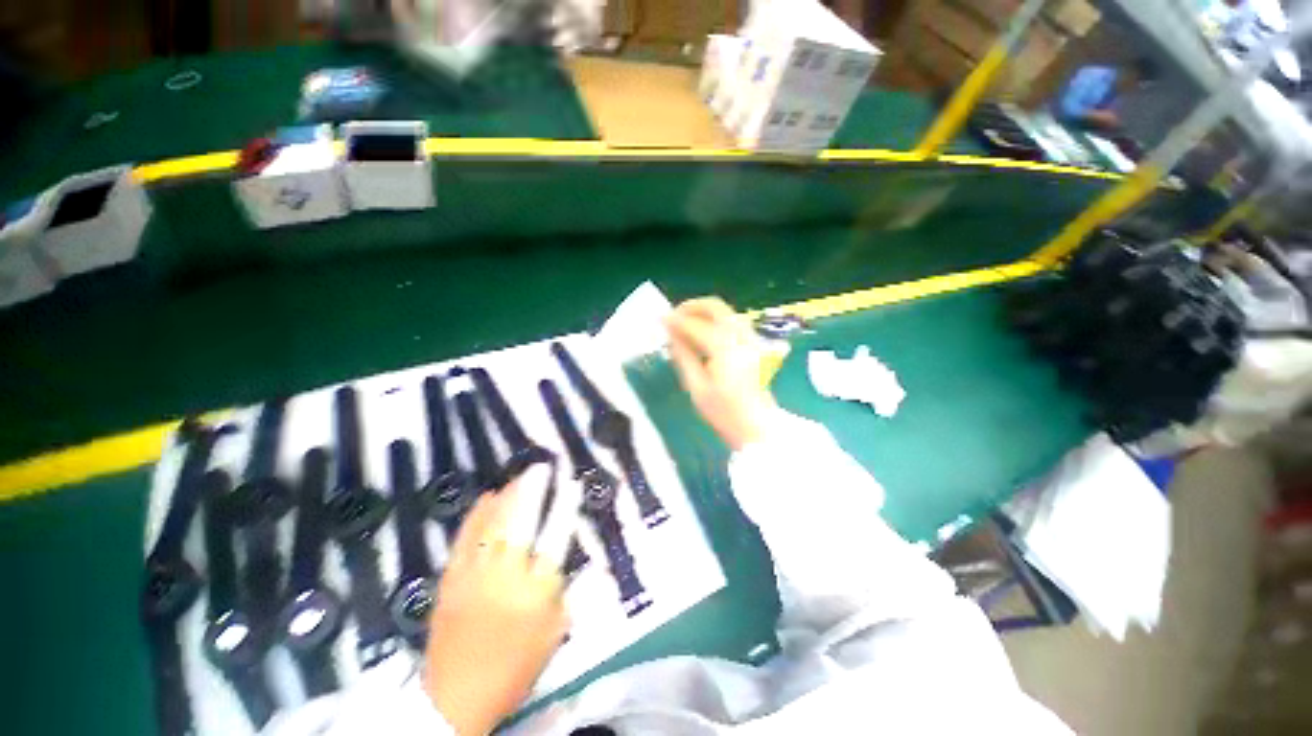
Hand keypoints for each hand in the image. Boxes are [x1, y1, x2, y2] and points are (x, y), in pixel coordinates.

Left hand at [423, 464, 580, 734]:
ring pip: (492, 524)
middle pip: (521, 522)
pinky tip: (488, 497)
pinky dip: (477, 514)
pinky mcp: (450, 579)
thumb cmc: (514, 667)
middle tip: (542, 466)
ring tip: (520, 475)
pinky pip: (464, 537)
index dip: (565, 506)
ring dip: (508, 495)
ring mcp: (474, 575)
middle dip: (533, 489)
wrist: (454, 699)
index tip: (572, 483)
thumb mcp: (555, 634)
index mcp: (535, 592)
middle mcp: (505, 576)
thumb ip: (573, 594)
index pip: (555, 538)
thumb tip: (595, 563)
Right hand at [665, 297, 778, 450]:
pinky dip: (715, 319)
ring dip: (704, 311)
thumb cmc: (724, 413)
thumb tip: (671, 333)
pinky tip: (702, 330)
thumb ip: (683, 356)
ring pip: (726, 311)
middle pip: (716, 307)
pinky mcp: (755, 343)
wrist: (757, 426)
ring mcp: (752, 338)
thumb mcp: (696, 387)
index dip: (676, 320)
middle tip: (674, 315)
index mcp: (726, 350)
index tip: (660, 319)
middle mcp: (741, 337)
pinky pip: (732, 320)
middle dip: (692, 306)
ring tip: (685, 322)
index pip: (697, 325)